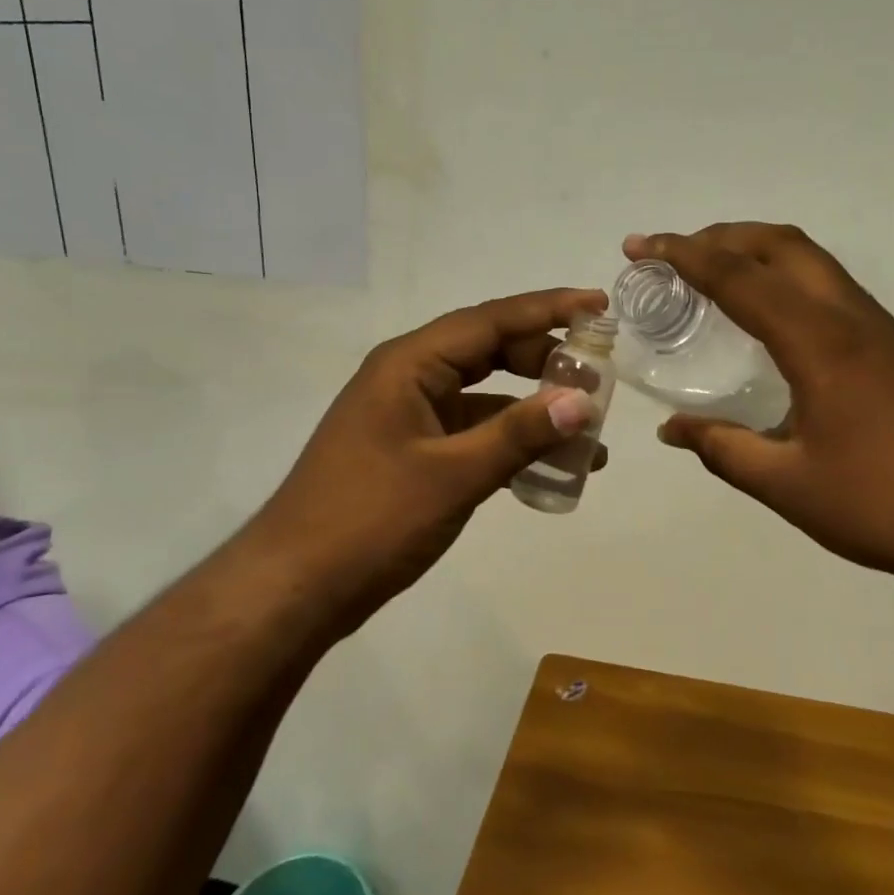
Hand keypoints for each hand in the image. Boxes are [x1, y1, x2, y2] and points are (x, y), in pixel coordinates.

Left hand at [244, 287, 609, 621]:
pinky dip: (509, 442)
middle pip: (488, 351)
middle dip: (544, 360)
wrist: (294, 589)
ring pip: (483, 396)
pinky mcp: (411, 453)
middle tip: (598, 374)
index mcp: (408, 365)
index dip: (548, 309)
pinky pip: (471, 432)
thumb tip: (583, 400)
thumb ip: (519, 434)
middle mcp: (408, 378)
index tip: (599, 305)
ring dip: (531, 408)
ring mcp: (408, 417)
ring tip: (588, 429)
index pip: (489, 320)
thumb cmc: (369, 521)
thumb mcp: (452, 475)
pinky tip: (548, 466)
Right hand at [627, 224, 893, 584]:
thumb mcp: (787, 484)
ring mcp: (878, 328)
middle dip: (721, 236)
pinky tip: (768, 317)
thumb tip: (671, 430)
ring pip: (810, 259)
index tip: (640, 246)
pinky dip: (784, 276)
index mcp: (818, 342)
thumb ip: (723, 449)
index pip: (738, 277)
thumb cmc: (884, 504)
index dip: (683, 255)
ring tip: (711, 274)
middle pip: (780, 244)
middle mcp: (849, 317)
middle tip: (672, 255)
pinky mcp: (893, 347)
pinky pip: (827, 286)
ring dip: (756, 251)